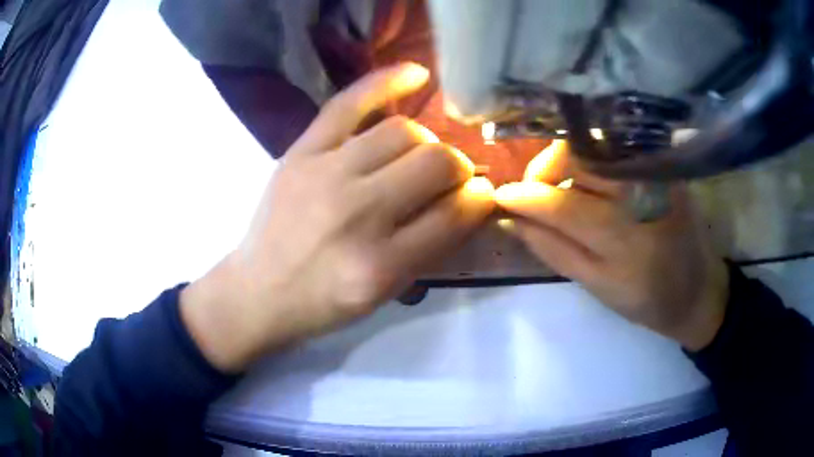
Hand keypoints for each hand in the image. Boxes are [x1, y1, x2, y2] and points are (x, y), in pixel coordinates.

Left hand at [180, 63, 495, 372]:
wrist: (259, 291)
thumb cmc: (324, 302)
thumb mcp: (385, 294)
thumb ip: (432, 246)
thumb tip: (471, 197)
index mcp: (381, 264)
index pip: (454, 214)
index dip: (478, 199)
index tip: (483, 192)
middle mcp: (357, 213)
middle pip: (434, 163)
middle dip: (456, 168)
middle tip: (450, 177)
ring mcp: (324, 174)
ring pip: (403, 132)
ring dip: (425, 142)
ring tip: (419, 155)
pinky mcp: (301, 152)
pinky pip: (348, 103)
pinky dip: (385, 82)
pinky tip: (416, 74)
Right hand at [496, 141, 728, 350]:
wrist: (699, 288)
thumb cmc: (649, 300)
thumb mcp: (599, 288)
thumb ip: (555, 252)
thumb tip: (513, 220)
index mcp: (628, 245)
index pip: (564, 207)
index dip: (527, 197)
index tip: (502, 197)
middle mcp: (645, 199)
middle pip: (580, 158)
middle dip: (546, 169)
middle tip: (535, 191)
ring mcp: (659, 175)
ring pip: (597, 145)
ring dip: (567, 161)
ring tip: (561, 187)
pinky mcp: (666, 165)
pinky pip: (617, 147)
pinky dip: (593, 156)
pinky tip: (589, 178)